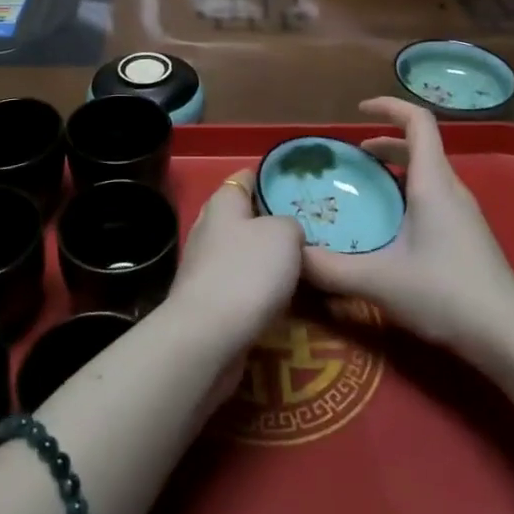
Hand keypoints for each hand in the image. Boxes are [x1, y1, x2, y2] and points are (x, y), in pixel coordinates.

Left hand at [165, 168, 303, 360]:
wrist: (208, 336)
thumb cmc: (247, 272)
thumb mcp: (284, 235)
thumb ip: (290, 224)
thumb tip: (287, 233)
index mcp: (223, 202)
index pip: (247, 177)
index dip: (271, 179)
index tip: (299, 189)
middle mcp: (208, 227)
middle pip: (245, 217)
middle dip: (273, 224)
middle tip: (309, 232)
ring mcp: (205, 265)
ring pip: (244, 253)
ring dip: (267, 260)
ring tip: (303, 267)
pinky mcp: (207, 300)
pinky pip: (240, 285)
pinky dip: (259, 290)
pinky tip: (281, 299)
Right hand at [301, 97, 513, 355]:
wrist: (510, 338)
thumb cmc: (445, 294)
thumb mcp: (379, 281)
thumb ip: (330, 268)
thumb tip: (290, 254)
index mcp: (432, 182)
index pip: (418, 121)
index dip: (389, 106)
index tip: (359, 110)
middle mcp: (450, 188)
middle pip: (420, 145)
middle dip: (385, 140)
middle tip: (353, 157)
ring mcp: (464, 213)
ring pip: (428, 172)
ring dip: (397, 168)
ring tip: (367, 187)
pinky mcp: (469, 236)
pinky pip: (435, 195)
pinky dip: (409, 192)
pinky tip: (393, 226)